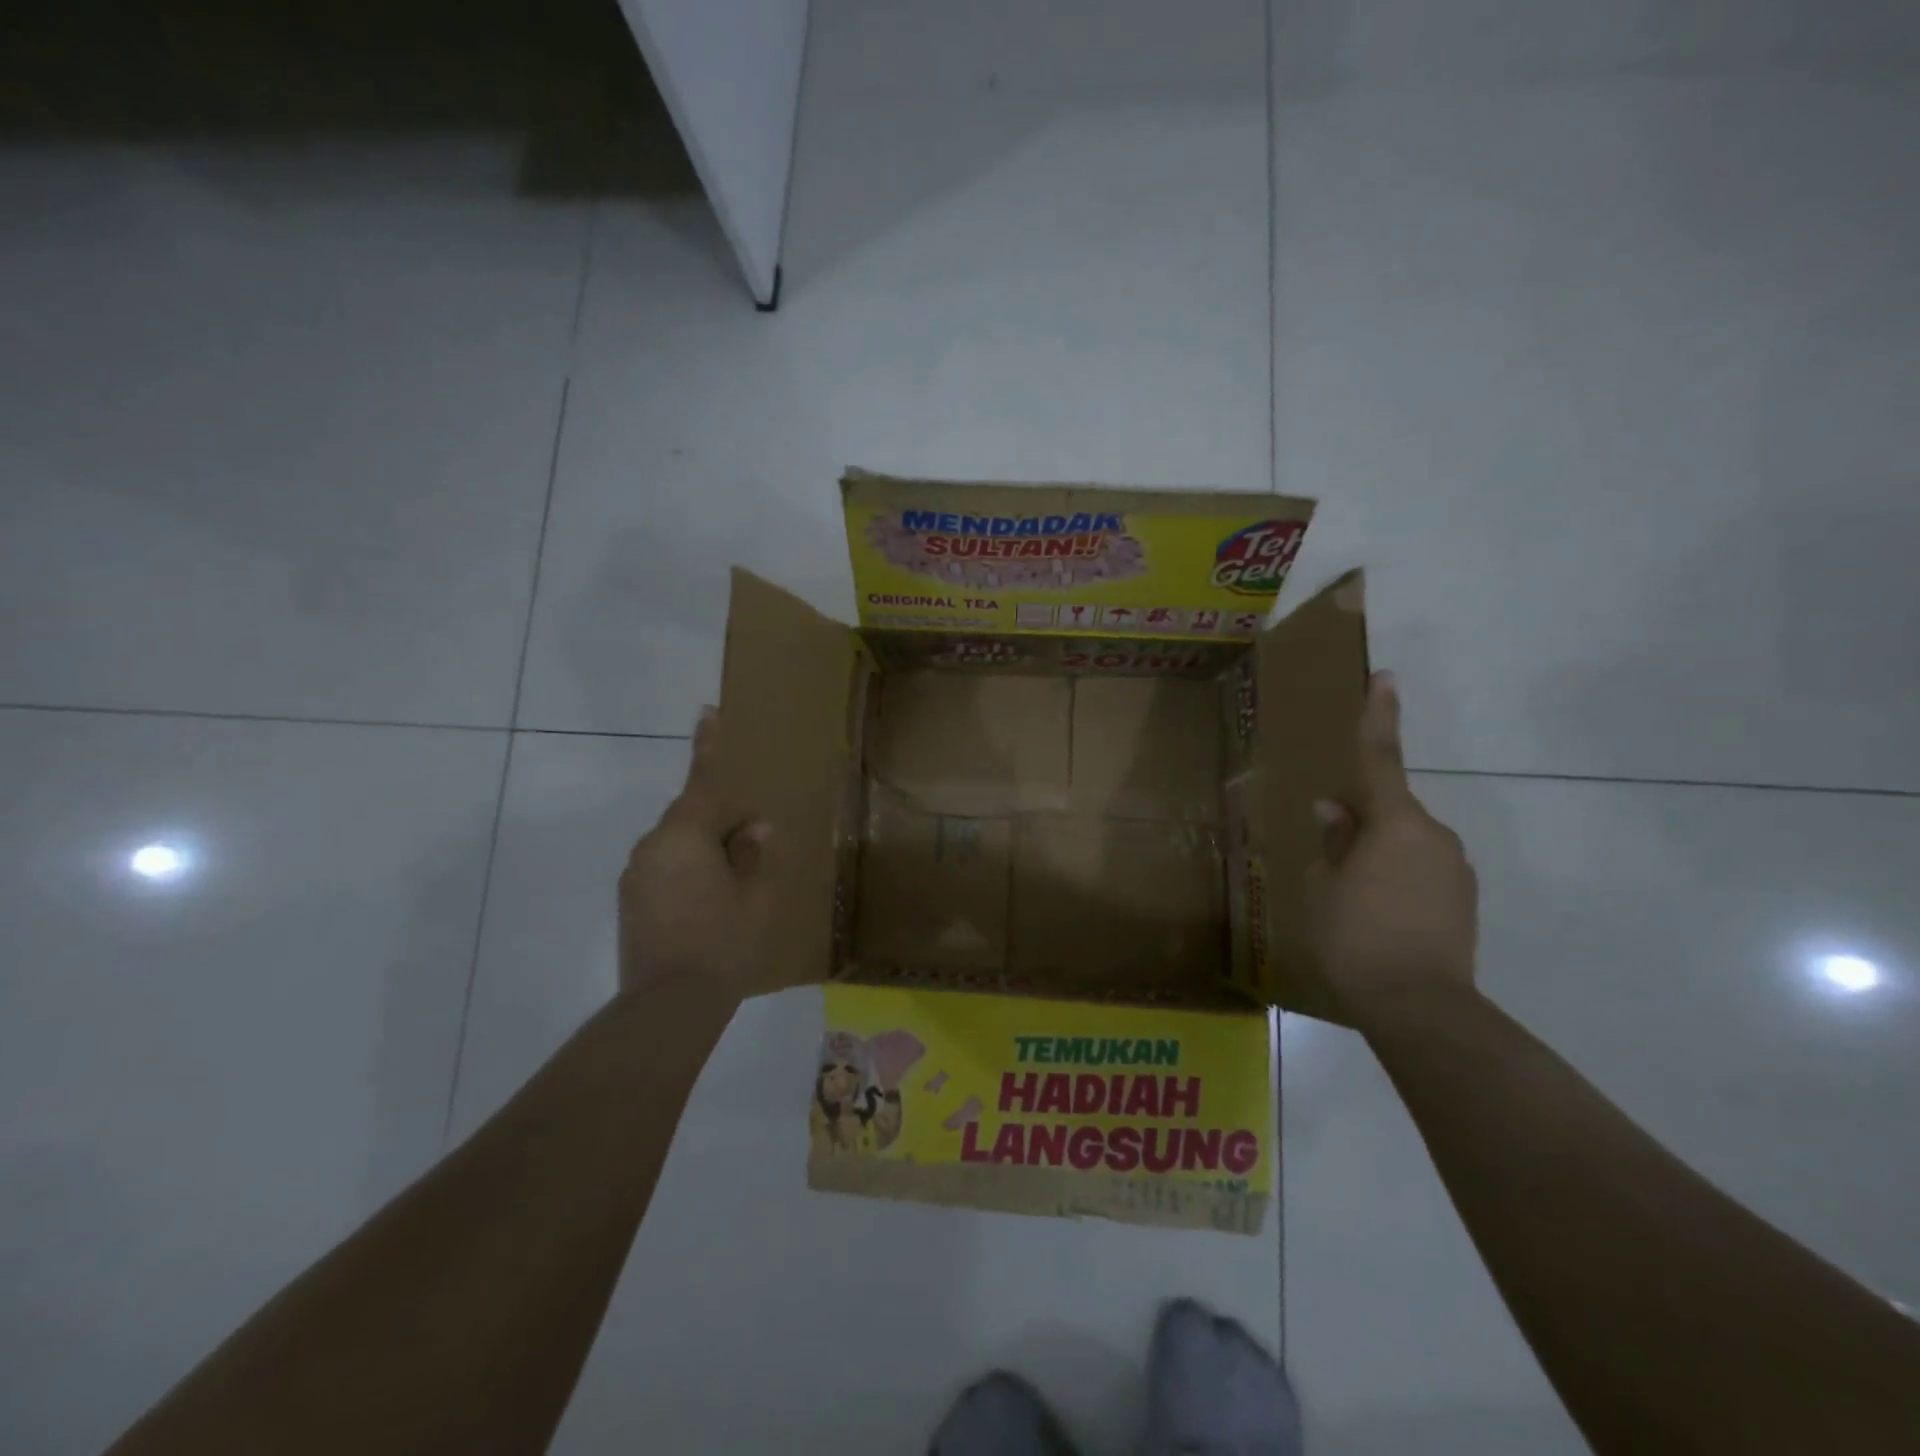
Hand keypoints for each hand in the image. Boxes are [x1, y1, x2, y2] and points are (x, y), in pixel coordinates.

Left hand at [618, 708, 769, 996]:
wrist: (668, 1006)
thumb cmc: (723, 943)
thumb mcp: (754, 896)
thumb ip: (753, 854)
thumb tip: (754, 828)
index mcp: (685, 836)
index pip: (702, 781)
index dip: (708, 746)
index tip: (706, 711)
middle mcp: (653, 847)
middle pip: (692, 818)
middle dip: (720, 823)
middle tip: (752, 846)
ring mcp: (636, 876)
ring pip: (678, 846)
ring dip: (704, 853)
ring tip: (732, 886)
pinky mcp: (630, 902)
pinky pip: (665, 870)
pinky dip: (688, 874)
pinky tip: (708, 907)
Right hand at [1309, 672, 1478, 1030]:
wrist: (1420, 1005)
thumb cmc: (1355, 936)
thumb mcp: (1324, 885)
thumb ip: (1333, 841)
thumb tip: (1335, 811)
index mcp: (1394, 823)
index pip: (1381, 759)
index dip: (1379, 717)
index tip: (1387, 678)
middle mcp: (1434, 835)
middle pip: (1390, 813)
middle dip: (1362, 826)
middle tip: (1332, 865)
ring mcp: (1455, 868)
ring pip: (1406, 845)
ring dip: (1379, 858)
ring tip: (1353, 904)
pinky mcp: (1465, 899)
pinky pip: (1423, 872)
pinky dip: (1398, 882)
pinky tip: (1381, 919)